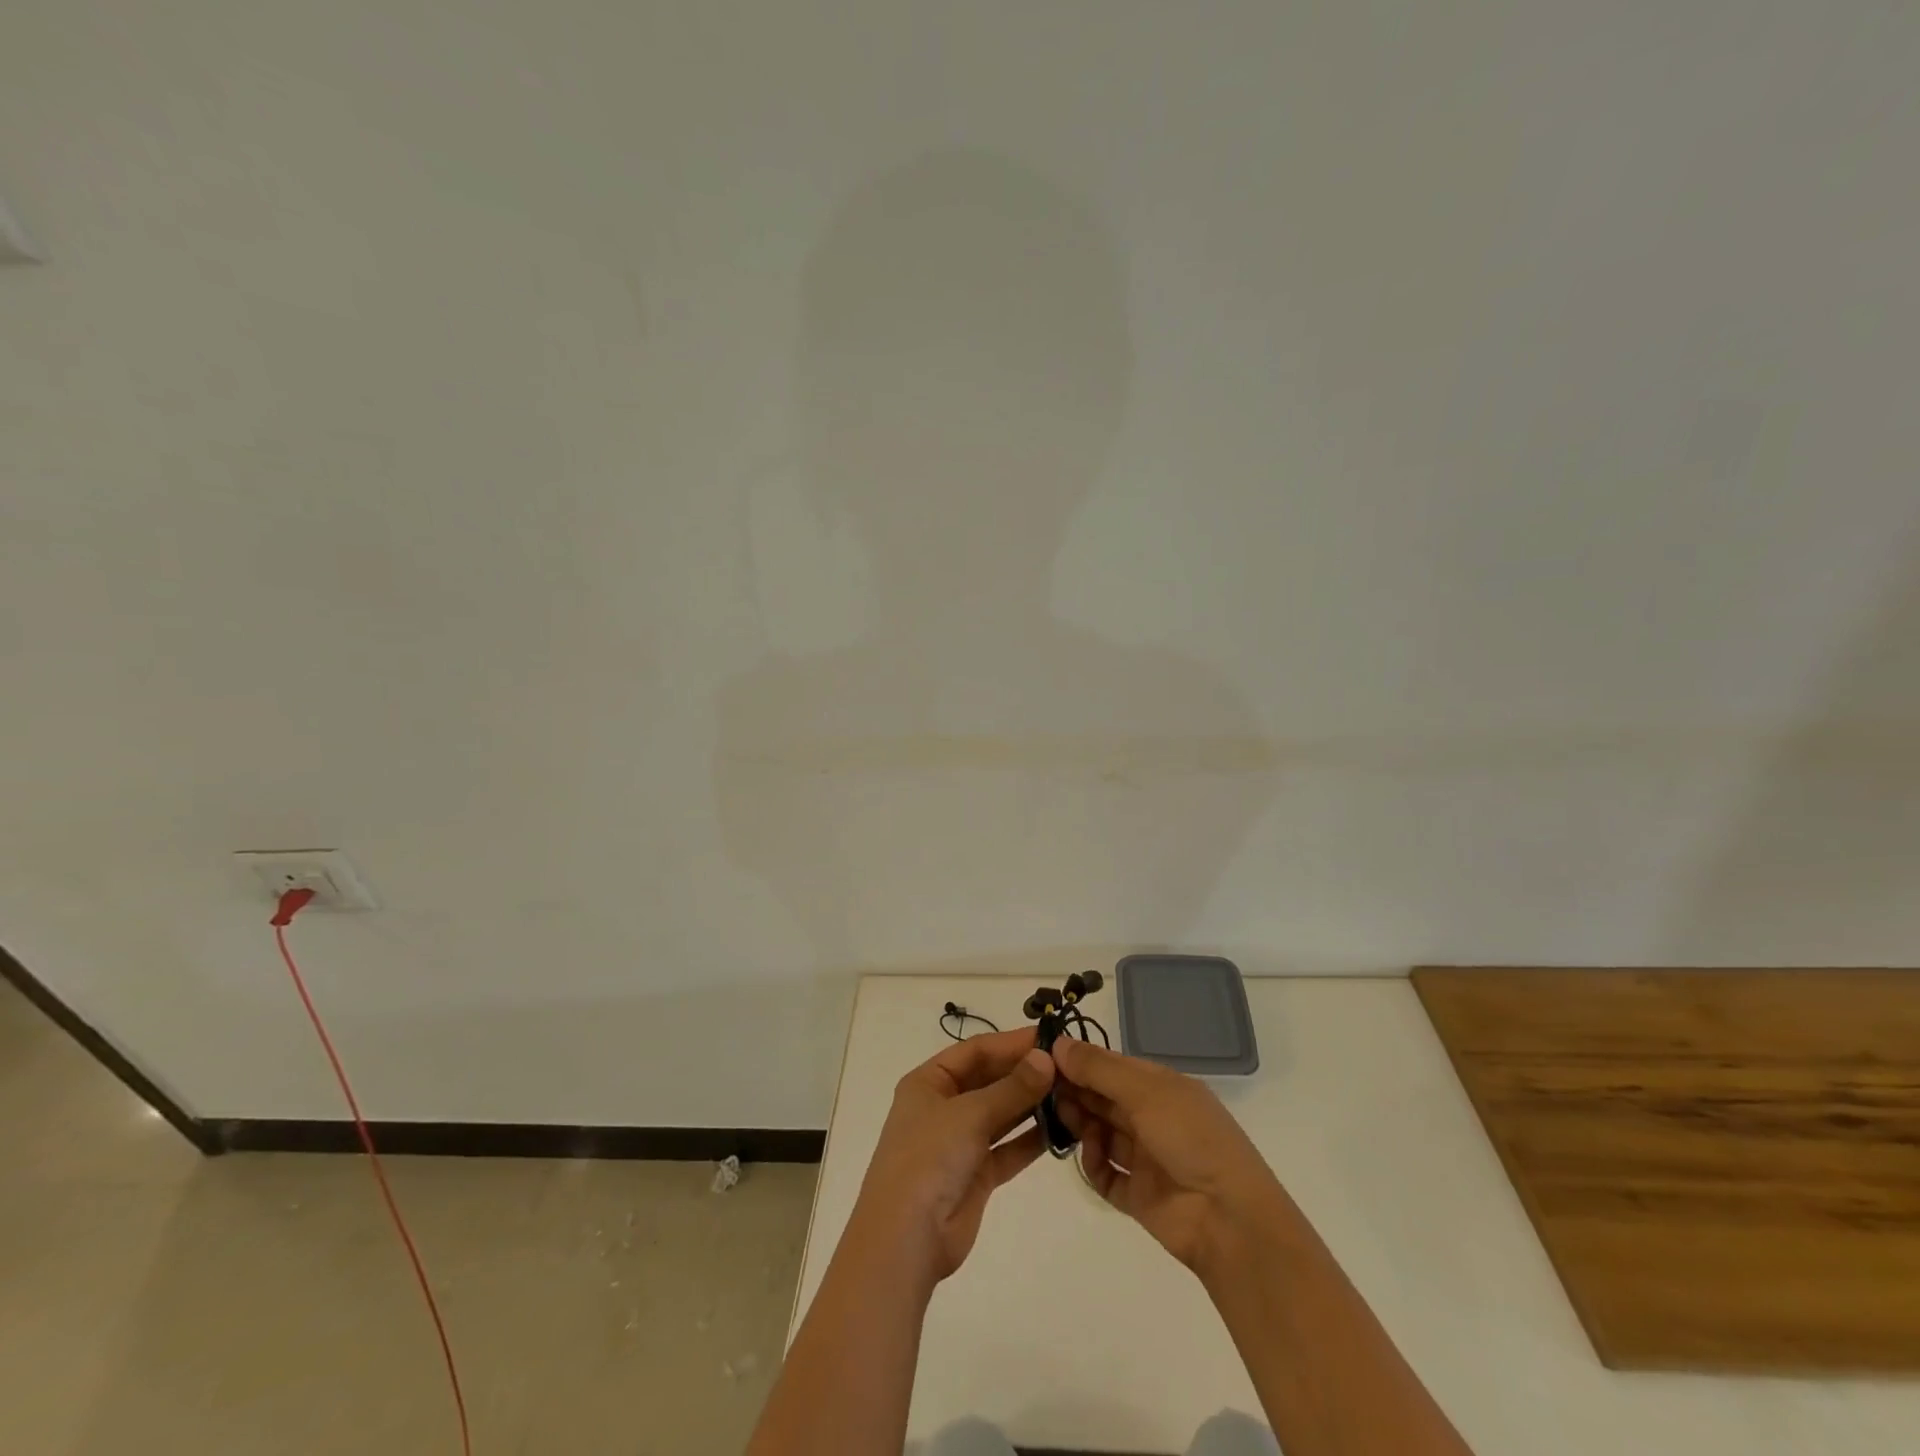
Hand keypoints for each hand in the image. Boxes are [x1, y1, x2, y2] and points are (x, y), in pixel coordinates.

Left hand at [849, 1027, 1055, 1286]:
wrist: (905, 1240)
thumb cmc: (928, 1159)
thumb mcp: (970, 1115)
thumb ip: (1012, 1088)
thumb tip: (1046, 1058)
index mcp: (929, 1082)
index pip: (975, 1050)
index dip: (1011, 1042)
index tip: (1050, 1037)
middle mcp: (943, 1106)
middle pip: (989, 1080)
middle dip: (1025, 1073)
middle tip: (1068, 1066)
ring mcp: (960, 1141)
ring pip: (1001, 1114)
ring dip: (1032, 1104)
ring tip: (1071, 1093)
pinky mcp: (976, 1174)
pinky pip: (1008, 1148)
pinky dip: (1031, 1139)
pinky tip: (1062, 1129)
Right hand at [1053, 1036, 1288, 1279]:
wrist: (1229, 1220)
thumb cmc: (1191, 1139)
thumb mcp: (1145, 1092)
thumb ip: (1099, 1069)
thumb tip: (1058, 1043)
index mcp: (1162, 1087)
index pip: (1113, 1067)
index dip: (1081, 1061)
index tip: (1045, 1059)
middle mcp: (1153, 1118)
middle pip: (1104, 1099)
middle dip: (1076, 1091)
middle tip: (1043, 1089)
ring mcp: (1146, 1158)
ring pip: (1102, 1133)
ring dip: (1081, 1125)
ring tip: (1062, 1120)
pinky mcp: (1138, 1195)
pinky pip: (1106, 1175)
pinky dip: (1094, 1165)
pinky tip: (1091, 1158)